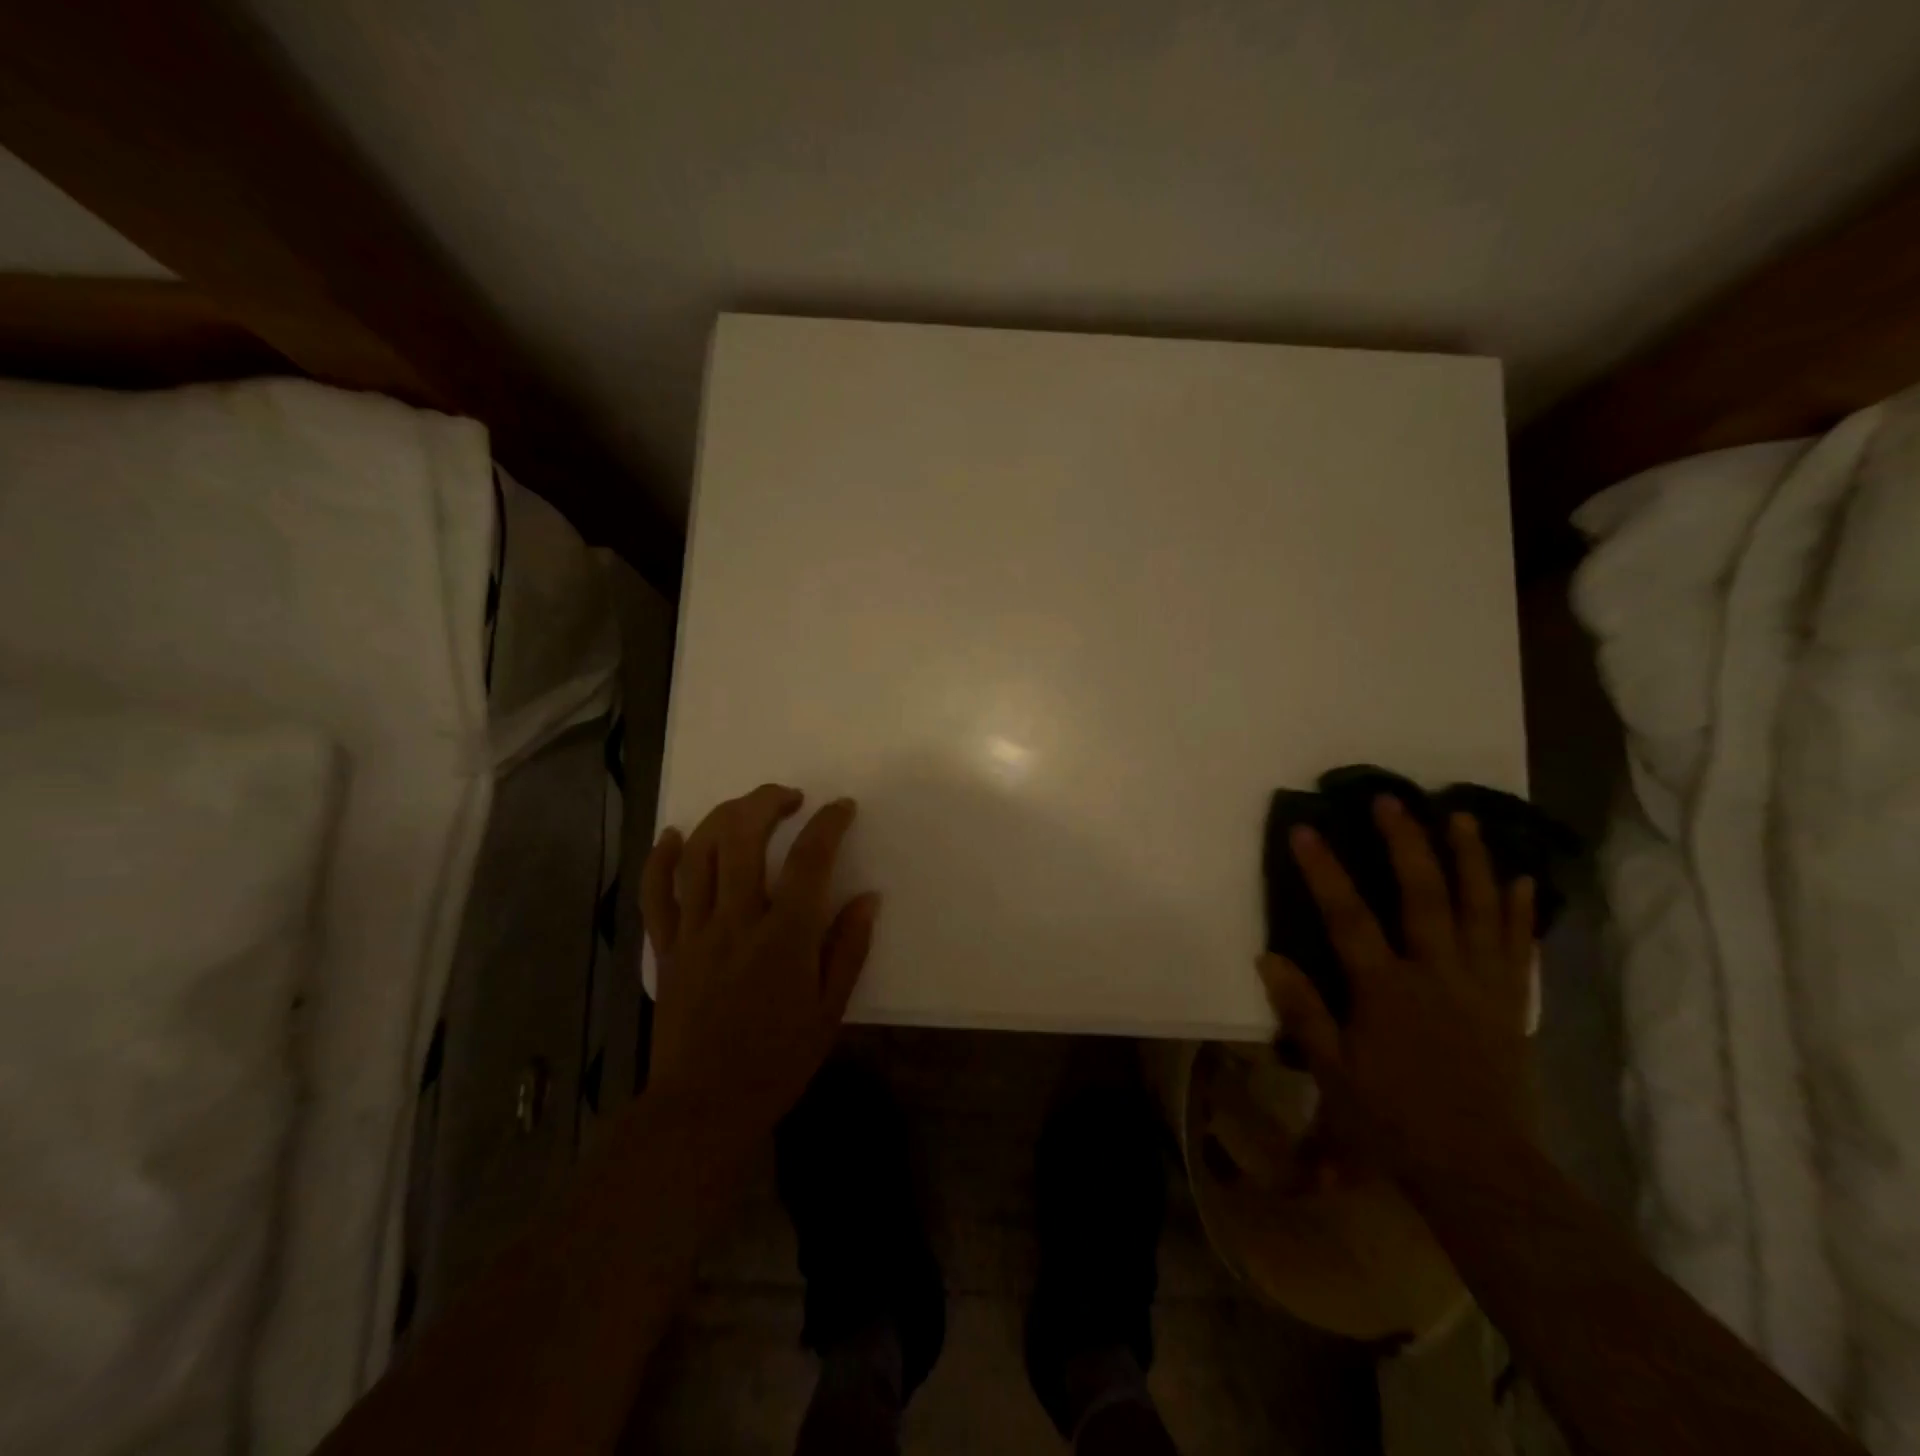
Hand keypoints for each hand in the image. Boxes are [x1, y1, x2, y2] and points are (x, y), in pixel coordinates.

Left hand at [641, 784, 879, 1144]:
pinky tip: (673, 834)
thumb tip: (869, 898)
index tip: (842, 808)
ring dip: (724, 817)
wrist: (703, 1107)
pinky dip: (659, 857)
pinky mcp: (665, 948)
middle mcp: (737, 921)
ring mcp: (695, 932)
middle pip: (743, 837)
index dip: (829, 824)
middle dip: (767, 802)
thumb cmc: (777, 1061)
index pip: (811, 860)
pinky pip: (655, 893)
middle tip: (790, 798)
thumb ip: (849, 948)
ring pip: (699, 853)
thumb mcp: (830, 1010)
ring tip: (747, 808)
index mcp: (785, 938)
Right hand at [1258, 795, 1534, 1177]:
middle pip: (1423, 896)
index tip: (1306, 828)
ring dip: (1470, 860)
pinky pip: (1518, 947)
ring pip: (1479, 910)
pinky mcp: (1510, 1003)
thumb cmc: (1395, 1120)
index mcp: (1386, 990)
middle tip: (1392, 800)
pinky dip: (1519, 911)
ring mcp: (1481, 985)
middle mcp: (1436, 974)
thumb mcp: (1333, 1071)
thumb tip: (1267, 957)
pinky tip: (1520, 879)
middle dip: (1406, 843)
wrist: (1482, 1171)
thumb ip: (1302, 1010)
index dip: (1324, 870)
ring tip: (1462, 817)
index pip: (1348, 917)